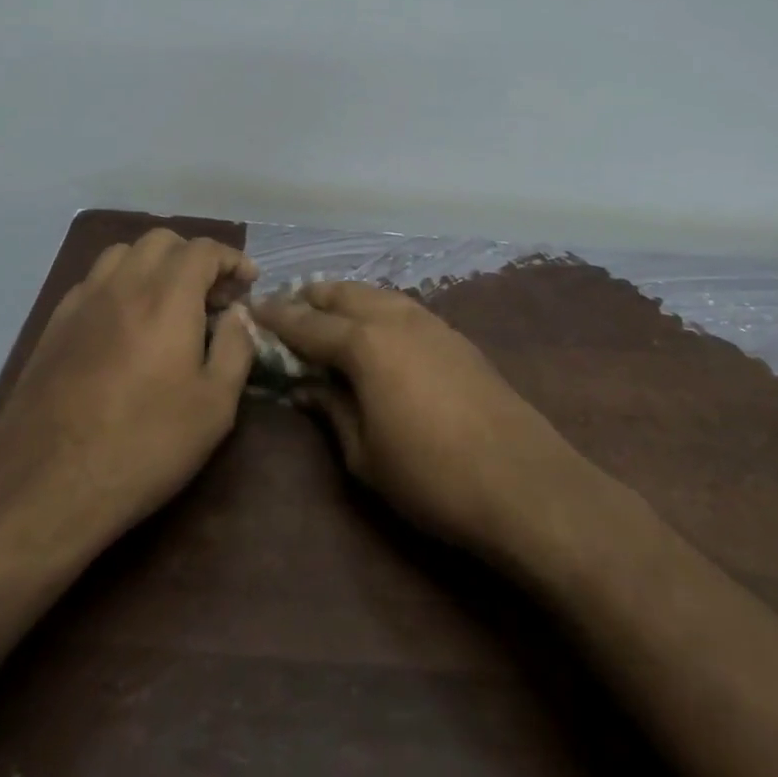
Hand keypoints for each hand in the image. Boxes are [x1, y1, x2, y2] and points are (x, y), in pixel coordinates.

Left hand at [0, 230, 259, 556]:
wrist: (44, 487)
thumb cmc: (143, 446)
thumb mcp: (214, 406)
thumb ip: (235, 349)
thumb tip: (239, 315)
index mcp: (166, 297)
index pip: (203, 250)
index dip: (232, 259)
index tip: (248, 283)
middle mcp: (122, 285)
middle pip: (162, 241)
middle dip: (194, 257)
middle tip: (212, 296)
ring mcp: (81, 302)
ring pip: (122, 254)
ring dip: (154, 265)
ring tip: (169, 303)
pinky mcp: (53, 326)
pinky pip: (93, 282)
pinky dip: (121, 284)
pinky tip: (126, 325)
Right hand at [251, 282, 591, 566]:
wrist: (523, 482)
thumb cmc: (431, 477)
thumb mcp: (365, 455)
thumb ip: (332, 410)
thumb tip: (307, 386)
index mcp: (365, 343)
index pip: (308, 324)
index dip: (278, 318)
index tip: (253, 311)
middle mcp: (396, 319)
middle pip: (346, 294)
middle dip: (313, 297)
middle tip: (289, 307)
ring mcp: (432, 324)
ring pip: (379, 295)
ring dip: (349, 298)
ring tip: (329, 312)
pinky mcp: (457, 338)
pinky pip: (405, 309)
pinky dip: (380, 309)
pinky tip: (378, 330)